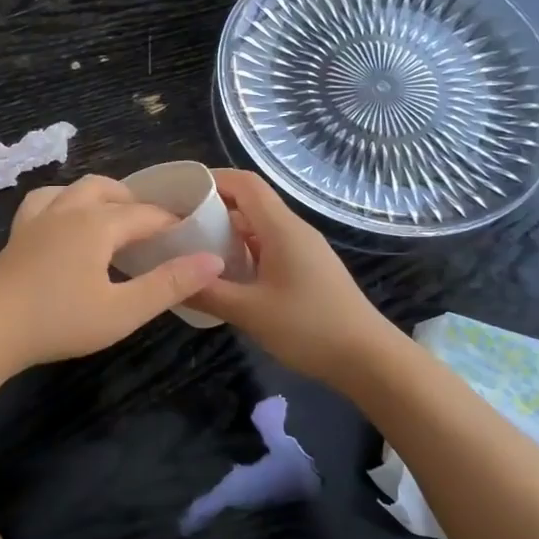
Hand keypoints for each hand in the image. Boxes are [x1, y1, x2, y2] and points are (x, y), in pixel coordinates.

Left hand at [0, 175, 224, 373]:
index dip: (173, 223)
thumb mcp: (123, 311)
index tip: (193, 237)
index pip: (147, 214)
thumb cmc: (59, 321)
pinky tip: (65, 222)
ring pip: (76, 189)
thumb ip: (169, 284)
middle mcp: (69, 209)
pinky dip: (65, 202)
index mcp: (98, 223)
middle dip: (137, 204)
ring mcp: (38, 217)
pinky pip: (46, 201)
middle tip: (155, 232)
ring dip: (102, 197)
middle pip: (111, 191)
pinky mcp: (18, 232)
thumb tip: (213, 260)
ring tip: (114, 221)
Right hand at [186, 169, 398, 389]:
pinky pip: (267, 249)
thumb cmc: (309, 328)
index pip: (244, 183)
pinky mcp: (307, 270)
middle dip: (211, 209)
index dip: (212, 180)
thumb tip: (170, 279)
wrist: (369, 359)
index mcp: (281, 228)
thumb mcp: (249, 312)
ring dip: (225, 235)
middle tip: (176, 226)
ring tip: (191, 252)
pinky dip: (242, 254)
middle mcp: (293, 230)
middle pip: (249, 203)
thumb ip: (206, 292)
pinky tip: (224, 278)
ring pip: (257, 229)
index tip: (178, 193)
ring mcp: (303, 250)